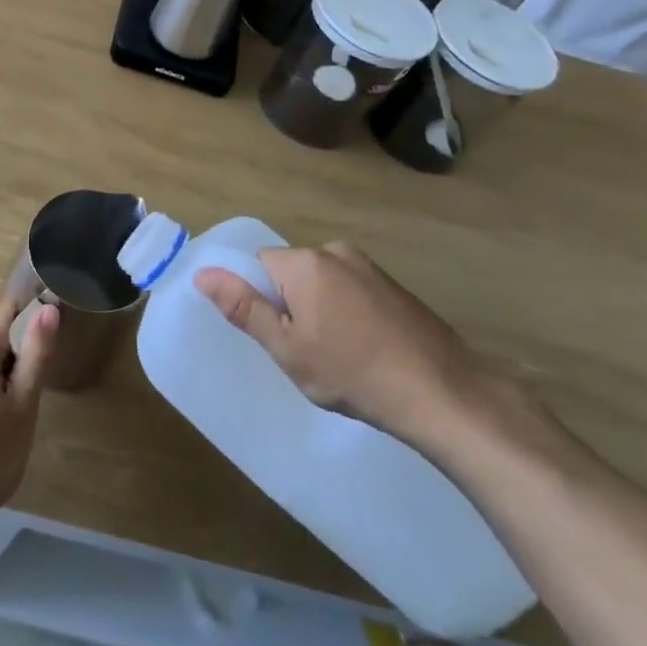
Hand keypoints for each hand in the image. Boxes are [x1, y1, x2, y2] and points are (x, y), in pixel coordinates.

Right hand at [195, 243, 497, 457]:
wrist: (444, 394)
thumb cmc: (354, 373)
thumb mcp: (288, 349)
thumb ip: (244, 308)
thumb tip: (202, 273)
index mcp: (306, 262)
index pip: (259, 266)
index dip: (261, 302)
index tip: (279, 337)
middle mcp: (336, 251)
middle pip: (290, 273)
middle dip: (290, 306)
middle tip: (307, 352)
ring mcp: (370, 267)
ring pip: (321, 284)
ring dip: (319, 311)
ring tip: (339, 356)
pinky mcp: (394, 286)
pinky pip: (351, 291)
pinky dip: (347, 315)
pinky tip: (365, 350)